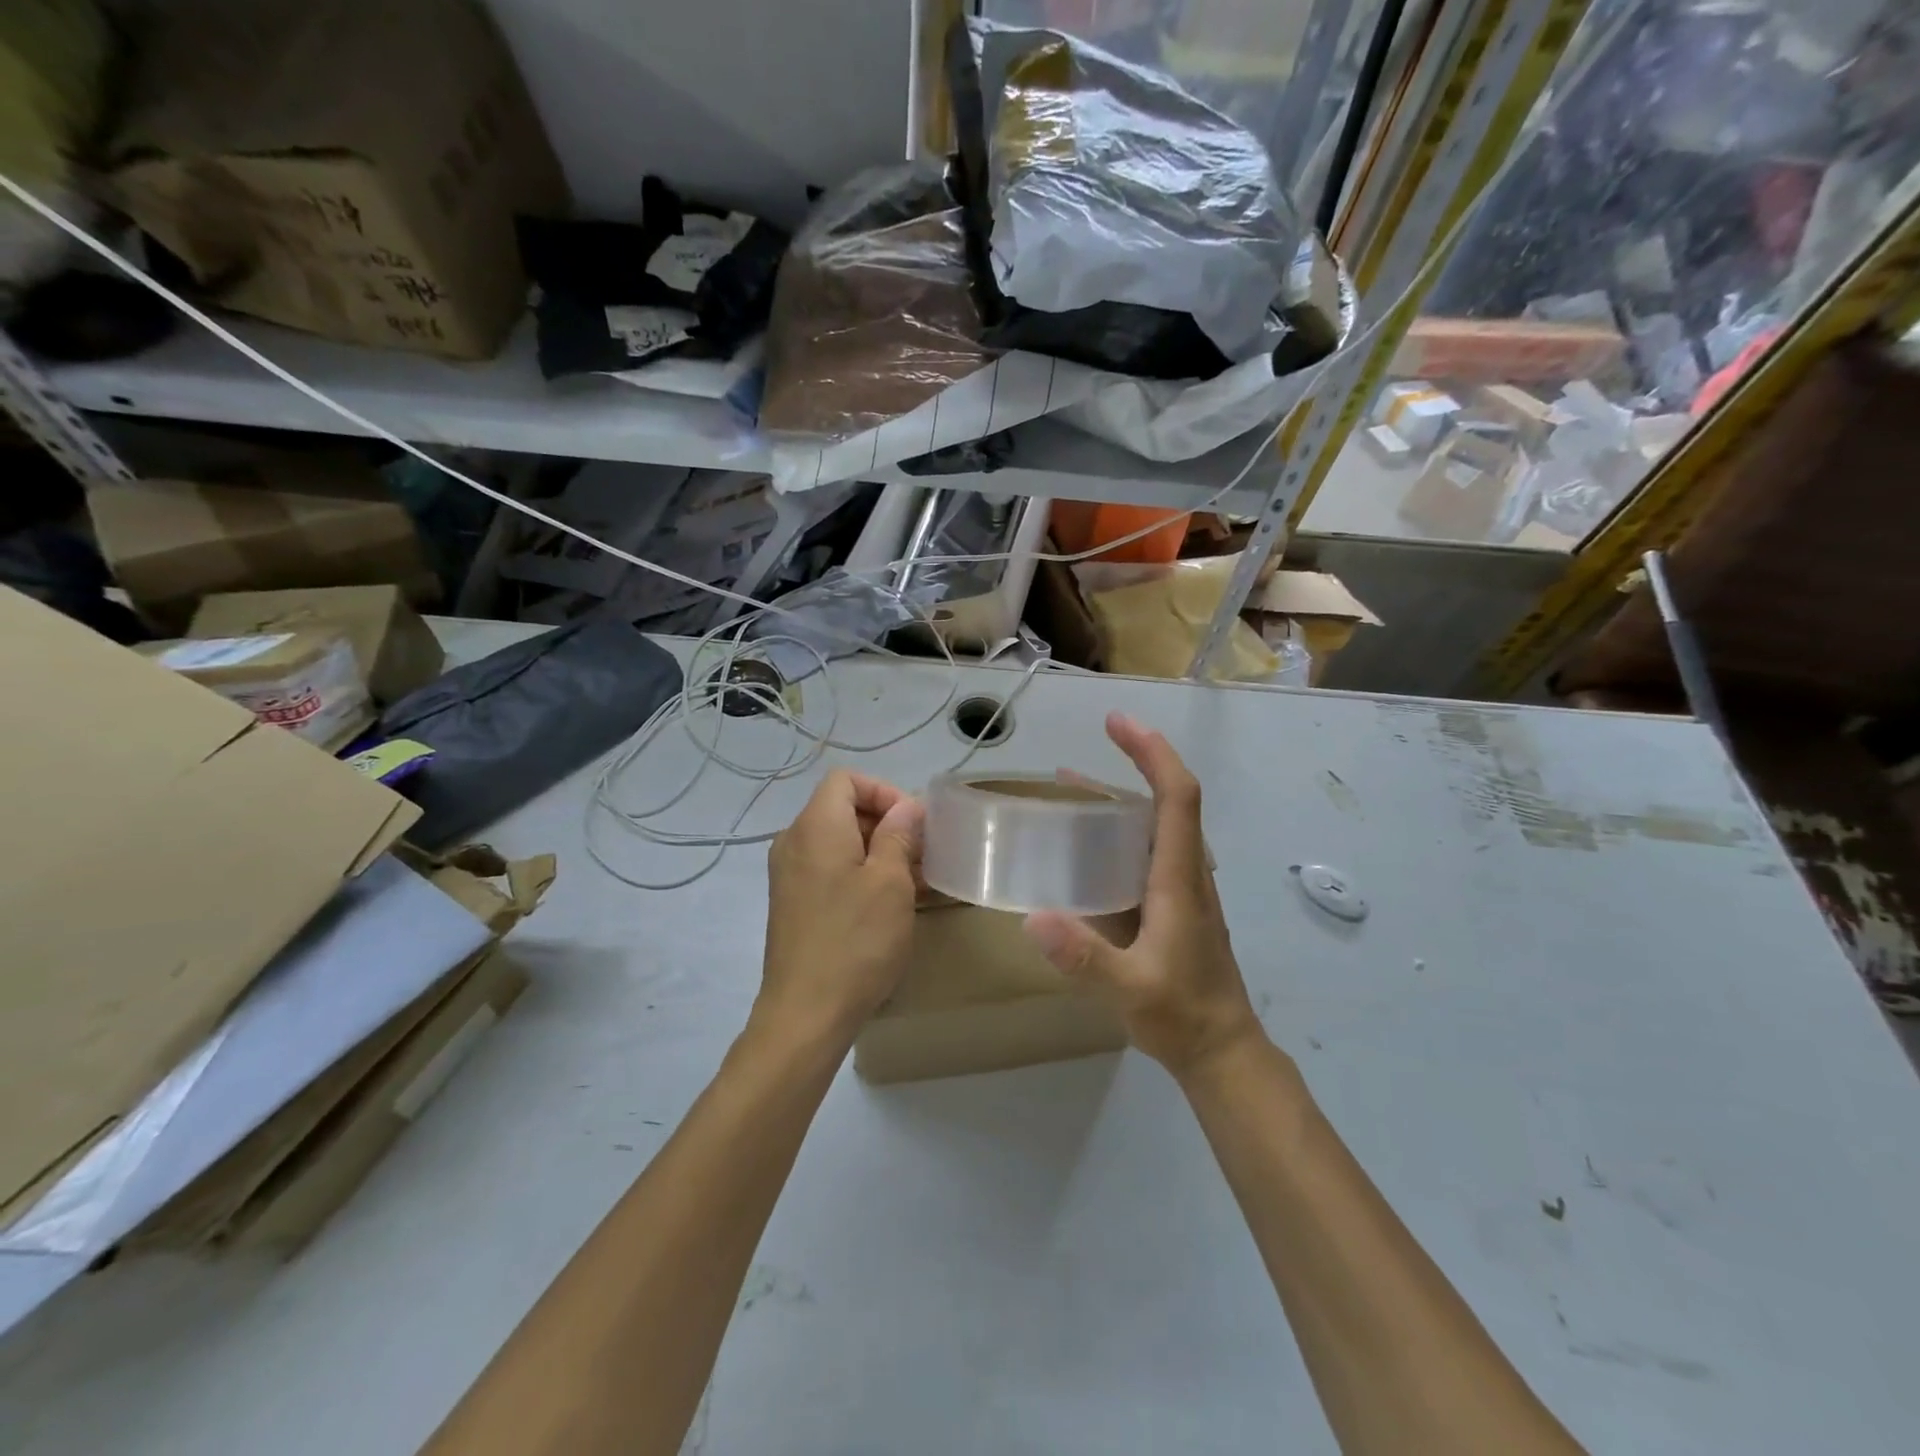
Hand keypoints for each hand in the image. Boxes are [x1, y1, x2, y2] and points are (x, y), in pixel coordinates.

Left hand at [758, 770, 923, 1047]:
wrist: (805, 1014)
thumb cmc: (856, 941)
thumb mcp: (890, 882)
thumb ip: (899, 835)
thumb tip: (906, 807)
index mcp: (815, 827)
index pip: (846, 780)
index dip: (884, 792)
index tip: (914, 824)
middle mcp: (794, 842)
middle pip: (842, 809)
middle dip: (886, 824)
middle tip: (923, 854)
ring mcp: (789, 875)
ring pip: (838, 842)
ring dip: (877, 852)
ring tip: (914, 881)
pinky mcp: (792, 903)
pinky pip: (829, 869)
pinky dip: (859, 873)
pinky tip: (889, 902)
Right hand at [1024, 713, 1263, 1080]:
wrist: (1222, 1051)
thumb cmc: (1183, 1016)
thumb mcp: (1130, 990)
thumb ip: (1085, 958)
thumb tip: (1033, 918)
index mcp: (1179, 879)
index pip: (1178, 796)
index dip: (1151, 752)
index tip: (1118, 723)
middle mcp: (1185, 872)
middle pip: (1168, 799)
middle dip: (1132, 762)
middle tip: (1078, 754)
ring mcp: (1182, 888)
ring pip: (1156, 823)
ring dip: (1120, 795)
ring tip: (1068, 788)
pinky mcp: (1174, 904)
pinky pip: (1147, 848)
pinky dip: (1118, 828)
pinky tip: (1084, 846)